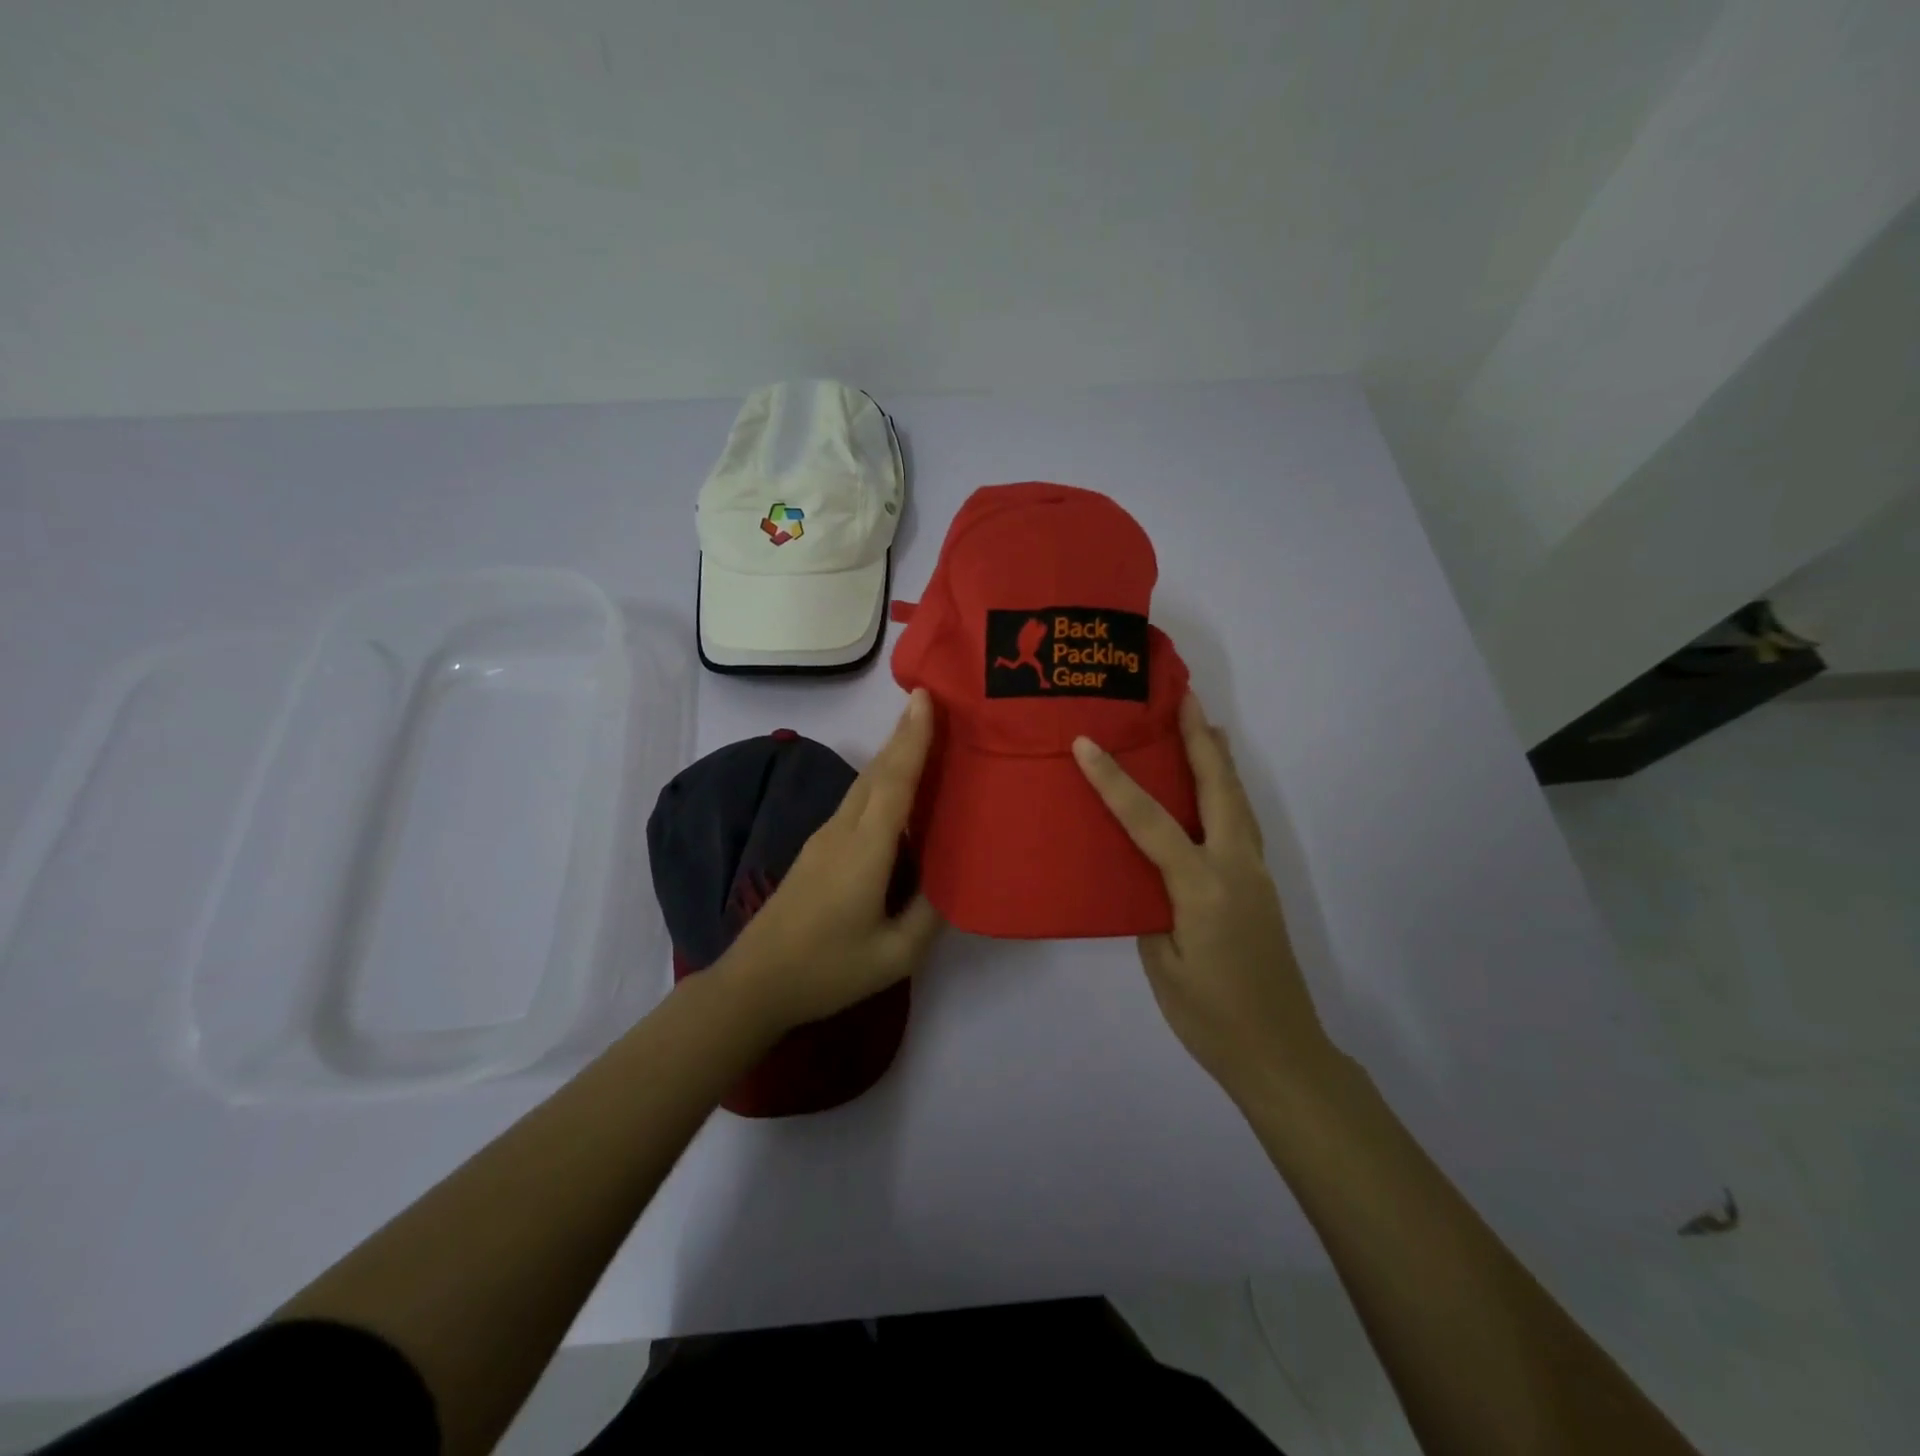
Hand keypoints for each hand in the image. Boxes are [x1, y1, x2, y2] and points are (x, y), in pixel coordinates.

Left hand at [717, 690, 943, 1032]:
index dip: (912, 738)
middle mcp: (842, 832)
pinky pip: (855, 803)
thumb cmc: (826, 969)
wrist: (753, 983)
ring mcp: (823, 839)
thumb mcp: (894, 956)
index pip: (894, 782)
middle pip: (876, 772)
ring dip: (891, 756)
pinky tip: (895, 792)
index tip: (924, 697)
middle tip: (933, 705)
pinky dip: (880, 782)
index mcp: (864, 851)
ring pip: (863, 785)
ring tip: (921, 738)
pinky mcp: (815, 851)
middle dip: (903, 735)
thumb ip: (929, 915)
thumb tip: (952, 881)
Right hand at [1072, 692, 1331, 1103]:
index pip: (1149, 821)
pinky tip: (1213, 792)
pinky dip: (1227, 792)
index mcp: (1202, 887)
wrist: (1281, 1054)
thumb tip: (1143, 876)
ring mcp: (1255, 875)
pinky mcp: (1261, 887)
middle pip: (1218, 788)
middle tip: (1183, 697)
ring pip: (1238, 801)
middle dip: (1198, 740)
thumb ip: (1150, 909)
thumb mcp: (1162, 964)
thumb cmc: (1212, 1018)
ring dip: (1218, 760)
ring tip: (1202, 726)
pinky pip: (1241, 824)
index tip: (1087, 742)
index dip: (1115, 780)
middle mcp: (1236, 868)